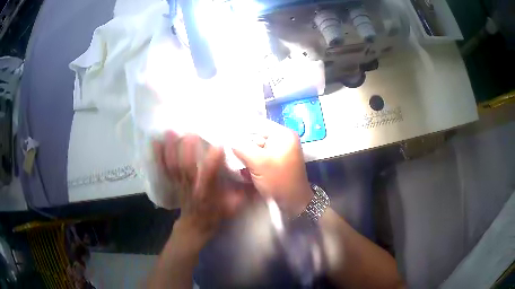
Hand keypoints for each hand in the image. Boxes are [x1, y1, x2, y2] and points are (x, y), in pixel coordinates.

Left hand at [153, 131, 247, 244]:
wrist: (194, 226)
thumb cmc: (214, 215)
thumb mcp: (231, 208)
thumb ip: (241, 195)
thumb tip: (253, 180)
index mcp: (207, 194)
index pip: (210, 178)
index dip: (213, 163)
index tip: (219, 145)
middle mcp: (191, 188)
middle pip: (187, 169)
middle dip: (187, 151)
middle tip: (190, 133)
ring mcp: (179, 185)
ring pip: (173, 167)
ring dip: (170, 150)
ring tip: (170, 132)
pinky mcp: (173, 183)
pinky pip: (164, 170)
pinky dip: (158, 157)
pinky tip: (155, 143)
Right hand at [233, 119, 312, 216]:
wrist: (294, 203)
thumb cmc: (279, 181)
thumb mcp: (258, 163)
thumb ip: (241, 148)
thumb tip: (228, 139)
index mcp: (283, 134)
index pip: (257, 124)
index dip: (240, 129)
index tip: (224, 134)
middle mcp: (282, 139)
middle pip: (256, 137)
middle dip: (243, 146)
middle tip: (232, 155)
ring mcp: (280, 151)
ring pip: (256, 148)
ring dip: (246, 157)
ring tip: (242, 167)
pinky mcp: (276, 162)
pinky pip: (260, 157)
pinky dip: (252, 163)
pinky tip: (248, 173)